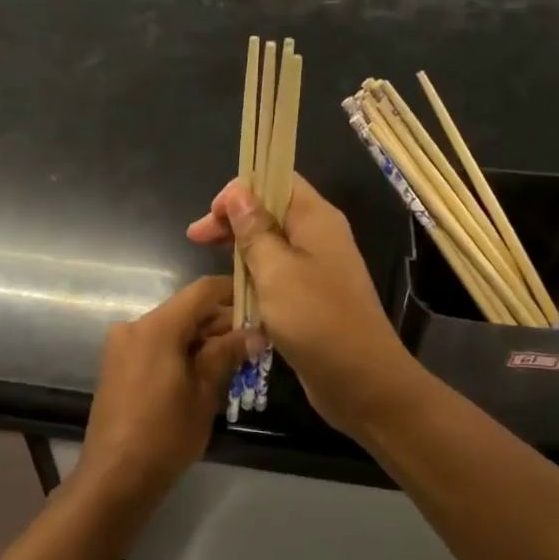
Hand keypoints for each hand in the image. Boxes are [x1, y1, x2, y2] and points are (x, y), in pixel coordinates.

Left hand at [81, 276, 256, 492]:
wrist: (114, 477)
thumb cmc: (165, 434)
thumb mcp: (204, 393)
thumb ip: (227, 354)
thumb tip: (255, 332)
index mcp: (157, 326)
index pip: (203, 291)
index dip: (233, 292)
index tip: (260, 304)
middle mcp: (135, 326)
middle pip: (186, 310)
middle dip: (221, 323)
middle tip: (255, 342)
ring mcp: (122, 346)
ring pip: (171, 329)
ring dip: (202, 340)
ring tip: (235, 362)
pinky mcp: (117, 365)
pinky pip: (156, 346)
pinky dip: (180, 352)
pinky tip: (203, 374)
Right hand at [187, 177, 421, 434]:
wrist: (361, 380)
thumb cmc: (316, 319)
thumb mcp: (275, 270)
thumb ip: (254, 230)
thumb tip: (238, 191)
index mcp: (316, 218)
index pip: (276, 179)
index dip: (240, 189)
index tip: (212, 217)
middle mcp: (320, 235)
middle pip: (271, 210)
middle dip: (233, 220)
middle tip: (196, 239)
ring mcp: (319, 267)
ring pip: (273, 244)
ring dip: (242, 249)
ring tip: (211, 263)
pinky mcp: (314, 297)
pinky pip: (279, 273)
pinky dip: (256, 275)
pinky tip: (236, 290)